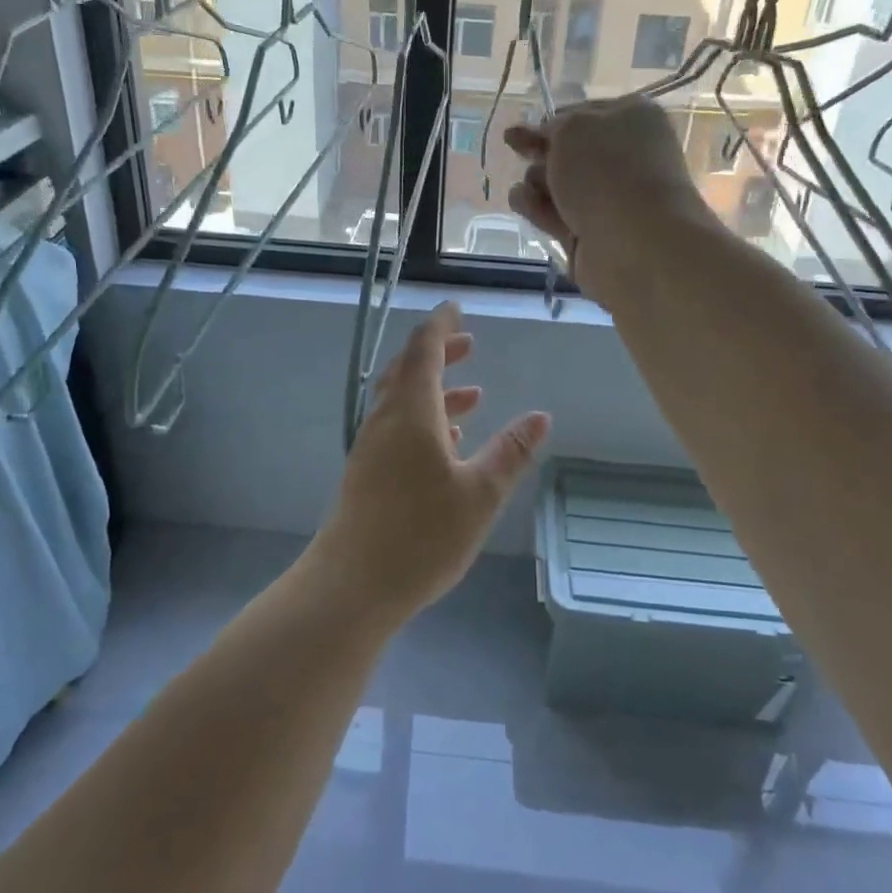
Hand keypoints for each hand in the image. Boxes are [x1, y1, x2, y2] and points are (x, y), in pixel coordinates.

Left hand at [311, 303, 549, 625]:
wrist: (352, 584)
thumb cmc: (421, 535)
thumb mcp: (480, 494)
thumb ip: (510, 452)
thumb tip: (540, 417)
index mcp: (411, 413)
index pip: (424, 350)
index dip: (441, 326)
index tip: (455, 308)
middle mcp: (386, 420)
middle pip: (409, 370)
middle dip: (439, 353)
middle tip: (469, 344)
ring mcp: (371, 447)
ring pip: (402, 402)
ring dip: (434, 389)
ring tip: (471, 395)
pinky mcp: (366, 473)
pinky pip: (396, 429)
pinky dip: (423, 420)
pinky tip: (446, 443)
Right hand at [504, 97, 713, 304]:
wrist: (636, 244)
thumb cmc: (607, 172)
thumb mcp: (573, 128)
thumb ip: (554, 125)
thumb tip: (548, 136)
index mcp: (633, 119)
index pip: (585, 113)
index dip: (553, 120)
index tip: (524, 127)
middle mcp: (624, 158)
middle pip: (569, 152)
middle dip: (540, 151)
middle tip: (515, 148)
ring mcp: (608, 199)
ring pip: (558, 185)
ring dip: (535, 181)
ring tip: (527, 188)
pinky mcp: (590, 234)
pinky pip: (555, 215)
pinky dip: (536, 208)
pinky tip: (523, 203)